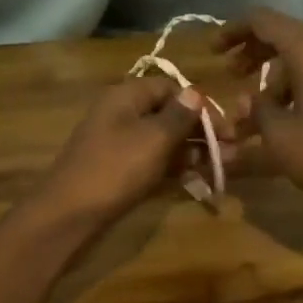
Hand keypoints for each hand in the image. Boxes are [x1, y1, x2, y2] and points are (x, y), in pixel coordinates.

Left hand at [36, 77, 218, 226]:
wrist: (69, 213)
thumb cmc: (115, 169)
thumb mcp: (153, 139)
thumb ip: (178, 116)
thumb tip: (195, 93)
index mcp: (127, 96)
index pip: (171, 88)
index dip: (200, 105)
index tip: (226, 129)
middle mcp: (122, 113)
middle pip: (169, 114)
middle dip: (201, 132)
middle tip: (232, 152)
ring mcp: (119, 143)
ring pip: (163, 140)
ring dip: (192, 151)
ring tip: (222, 167)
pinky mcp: (119, 169)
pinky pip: (153, 160)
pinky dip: (174, 167)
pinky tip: (196, 178)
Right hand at [219, 9, 302, 229]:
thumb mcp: (282, 137)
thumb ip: (258, 111)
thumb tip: (248, 101)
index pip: (262, 21)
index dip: (233, 32)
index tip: (212, 51)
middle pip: (284, 36)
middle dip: (253, 56)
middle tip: (231, 77)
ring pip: (302, 59)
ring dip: (274, 81)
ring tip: (252, 118)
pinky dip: (298, 87)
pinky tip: (284, 118)